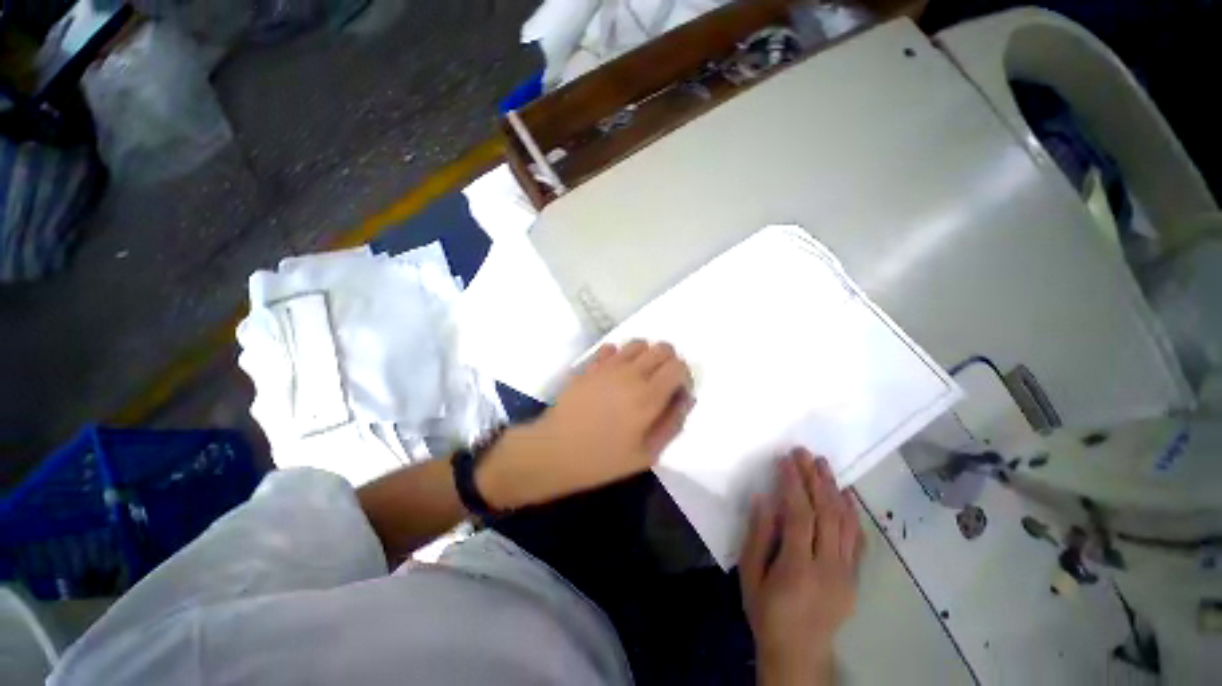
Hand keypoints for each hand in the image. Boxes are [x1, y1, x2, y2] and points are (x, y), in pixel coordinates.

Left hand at [478, 340, 693, 508]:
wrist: (554, 450)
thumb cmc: (601, 459)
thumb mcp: (645, 454)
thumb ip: (671, 424)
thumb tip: (686, 399)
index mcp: (648, 396)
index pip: (679, 366)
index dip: (684, 376)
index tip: (677, 393)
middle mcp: (631, 373)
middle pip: (663, 348)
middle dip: (669, 361)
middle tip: (661, 383)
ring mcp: (608, 365)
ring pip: (639, 343)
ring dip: (646, 356)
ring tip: (639, 377)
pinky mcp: (590, 365)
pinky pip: (612, 348)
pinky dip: (620, 355)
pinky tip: (615, 374)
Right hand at [740, 450, 864, 685]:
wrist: (798, 654)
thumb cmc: (766, 612)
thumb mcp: (750, 574)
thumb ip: (758, 535)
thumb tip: (764, 498)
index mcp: (797, 567)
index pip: (799, 514)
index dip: (793, 483)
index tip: (786, 459)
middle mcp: (828, 567)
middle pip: (825, 513)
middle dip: (814, 478)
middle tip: (805, 453)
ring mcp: (846, 574)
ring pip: (845, 523)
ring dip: (833, 489)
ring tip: (824, 465)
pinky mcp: (855, 578)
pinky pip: (858, 540)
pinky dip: (852, 514)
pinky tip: (845, 495)